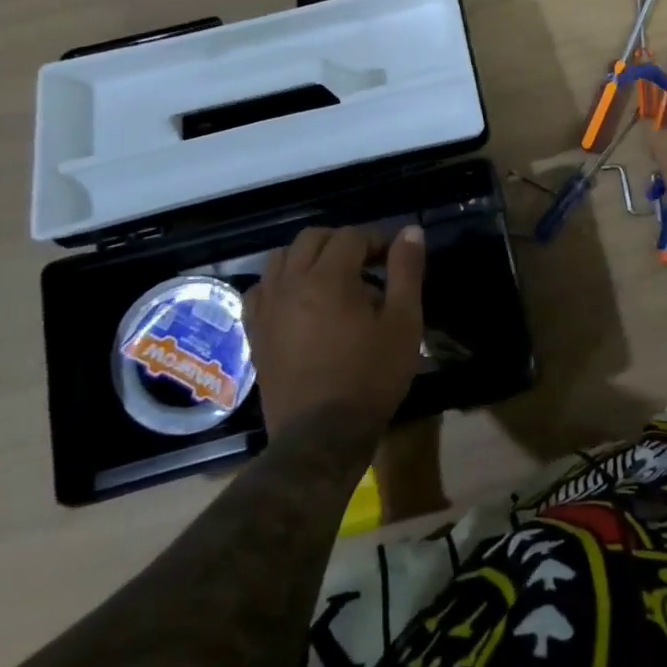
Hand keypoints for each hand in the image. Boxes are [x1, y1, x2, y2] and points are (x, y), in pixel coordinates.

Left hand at [249, 223, 425, 439]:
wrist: (322, 436)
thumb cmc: (371, 376)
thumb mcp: (403, 322)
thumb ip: (406, 271)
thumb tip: (410, 231)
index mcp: (328, 278)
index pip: (351, 236)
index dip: (377, 240)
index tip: (393, 260)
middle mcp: (290, 283)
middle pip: (312, 238)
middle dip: (342, 242)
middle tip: (367, 265)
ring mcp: (267, 308)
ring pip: (281, 258)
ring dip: (308, 258)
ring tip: (333, 280)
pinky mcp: (255, 332)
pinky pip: (260, 290)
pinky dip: (280, 283)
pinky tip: (298, 301)